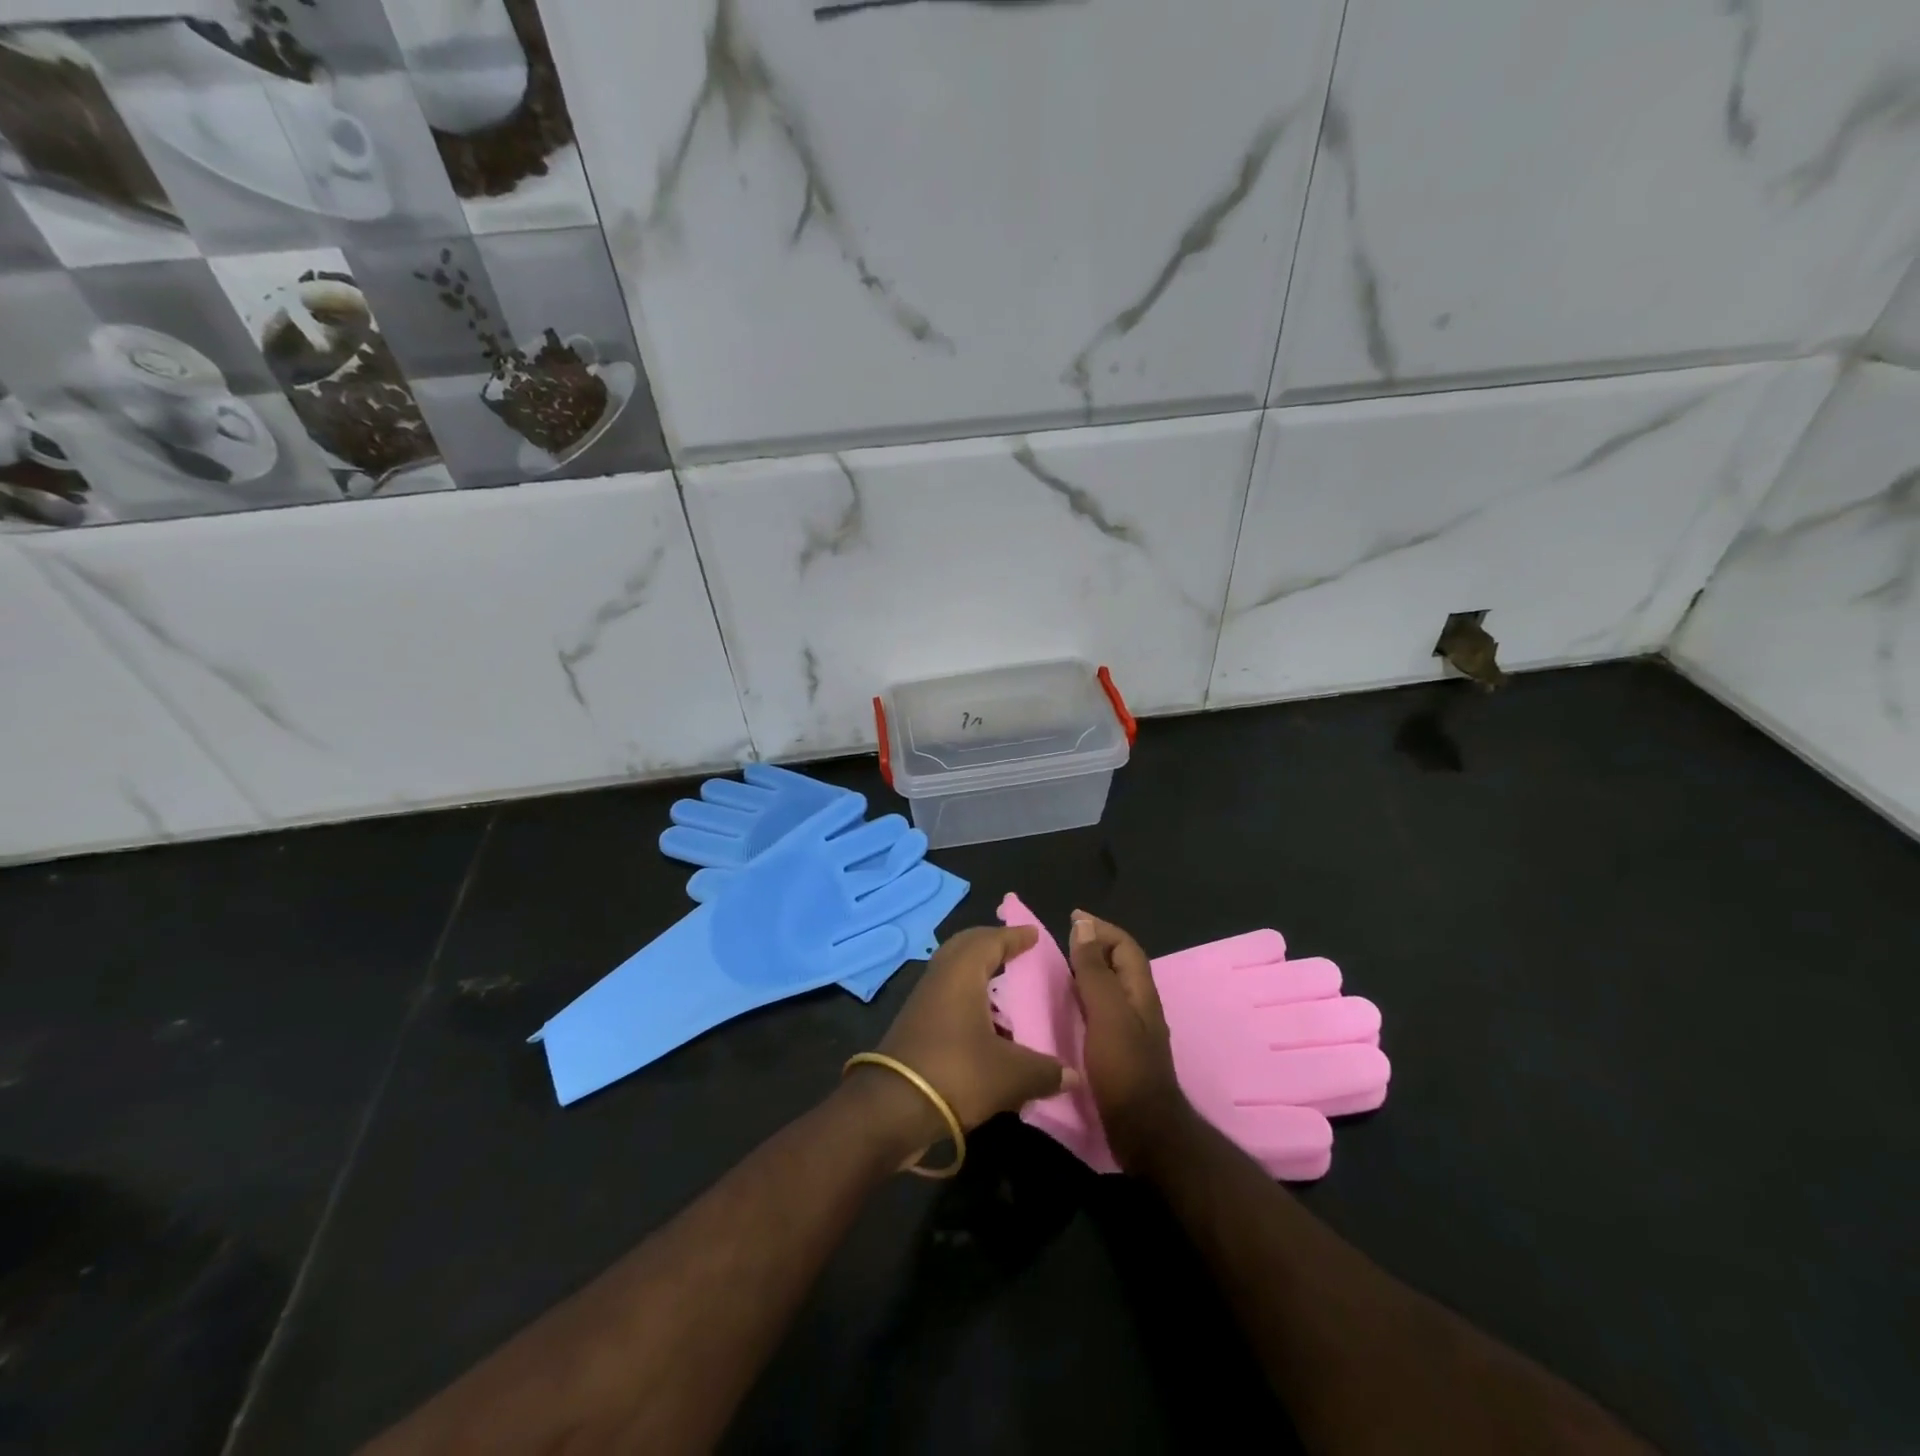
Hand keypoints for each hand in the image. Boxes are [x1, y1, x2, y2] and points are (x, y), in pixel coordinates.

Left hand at [850, 926, 1077, 1156]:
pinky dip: (967, 996)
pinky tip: (985, 1022)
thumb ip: (1044, 1071)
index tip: (1033, 934)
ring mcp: (923, 1000)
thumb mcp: (1010, 1075)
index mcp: (962, 972)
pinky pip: (946, 995)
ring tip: (1005, 985)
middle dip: (991, 944)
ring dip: (977, 972)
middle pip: (966, 947)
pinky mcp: (915, 1024)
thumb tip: (1073, 1075)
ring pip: (953, 971)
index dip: (1014, 936)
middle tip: (1016, 950)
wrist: (892, 1108)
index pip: (991, 940)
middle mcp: (940, 977)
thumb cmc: (956, 1073)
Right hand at [1066, 910, 1191, 1174]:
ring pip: (1108, 990)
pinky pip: (1099, 1013)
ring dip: (1085, 974)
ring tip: (1053, 972)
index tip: (1070, 919)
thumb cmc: (1124, 1067)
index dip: (1101, 929)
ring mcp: (1130, 1031)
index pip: (1124, 946)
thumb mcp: (1107, 1012)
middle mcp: (1138, 1006)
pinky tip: (1061, 1011)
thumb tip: (1083, 924)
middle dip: (1091, 948)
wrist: (1142, 1131)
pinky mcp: (1118, 1053)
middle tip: (1057, 945)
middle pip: (1117, 966)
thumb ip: (1095, 970)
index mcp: (1140, 992)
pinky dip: (1081, 1001)